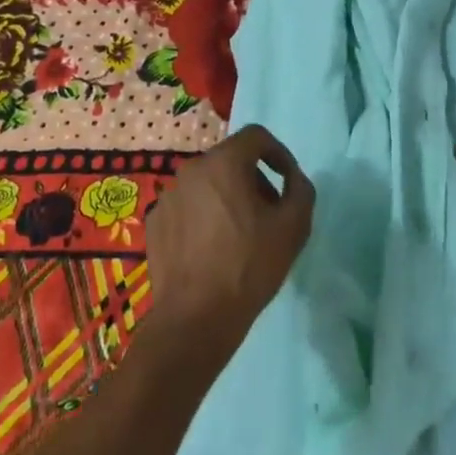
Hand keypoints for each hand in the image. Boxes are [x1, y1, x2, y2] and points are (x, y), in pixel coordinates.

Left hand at [145, 125, 313, 352]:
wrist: (195, 318)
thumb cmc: (249, 266)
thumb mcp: (293, 227)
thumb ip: (300, 190)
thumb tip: (293, 178)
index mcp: (224, 163)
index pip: (256, 136)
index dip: (278, 153)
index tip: (288, 180)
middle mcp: (191, 170)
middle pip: (230, 160)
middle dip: (254, 180)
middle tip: (269, 213)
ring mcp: (168, 196)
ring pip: (207, 184)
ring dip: (228, 198)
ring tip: (242, 235)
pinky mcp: (155, 222)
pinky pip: (187, 207)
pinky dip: (204, 217)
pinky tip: (212, 250)